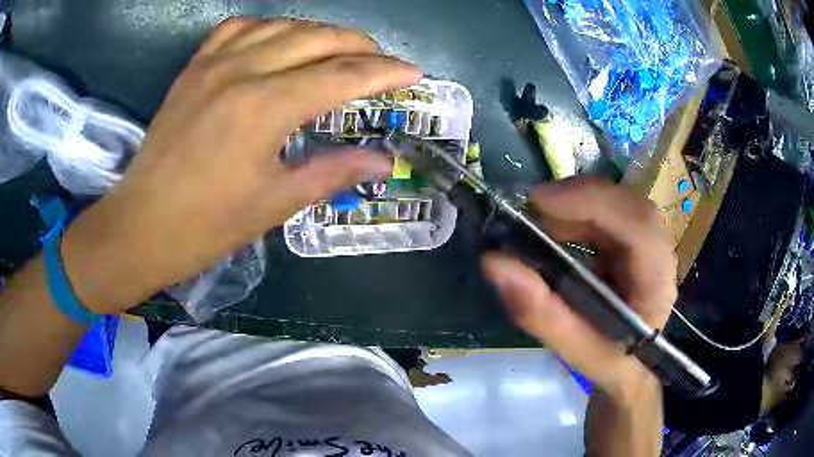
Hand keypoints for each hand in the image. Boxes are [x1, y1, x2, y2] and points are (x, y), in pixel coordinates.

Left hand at [60, 18, 420, 312]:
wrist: (140, 226)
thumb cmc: (206, 226)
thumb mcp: (275, 203)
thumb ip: (334, 172)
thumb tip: (383, 161)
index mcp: (266, 107)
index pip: (343, 75)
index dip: (385, 72)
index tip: (414, 73)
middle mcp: (243, 70)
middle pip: (318, 38)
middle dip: (360, 46)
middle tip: (382, 63)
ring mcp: (214, 63)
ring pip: (282, 25)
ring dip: (320, 33)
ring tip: (339, 50)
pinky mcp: (194, 68)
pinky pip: (238, 28)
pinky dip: (269, 27)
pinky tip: (278, 41)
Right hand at [482, 177, 676, 403]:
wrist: (632, 363)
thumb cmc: (609, 360)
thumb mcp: (573, 348)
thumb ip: (539, 311)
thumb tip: (494, 262)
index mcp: (656, 283)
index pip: (638, 226)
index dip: (593, 204)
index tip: (540, 203)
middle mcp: (659, 254)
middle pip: (627, 204)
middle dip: (577, 199)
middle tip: (530, 211)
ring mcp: (649, 242)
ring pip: (616, 201)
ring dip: (574, 204)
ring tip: (538, 223)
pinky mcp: (634, 238)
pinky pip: (607, 210)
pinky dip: (576, 211)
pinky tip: (555, 228)